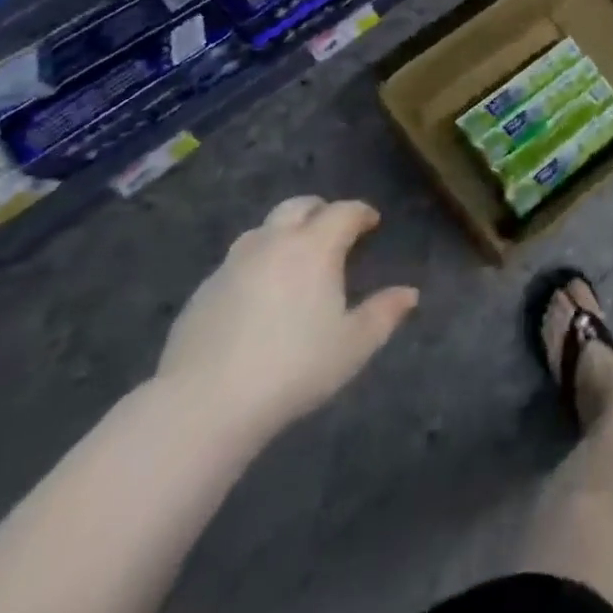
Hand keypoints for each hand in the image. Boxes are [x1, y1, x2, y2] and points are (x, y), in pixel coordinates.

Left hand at [157, 197, 418, 437]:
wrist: (204, 405)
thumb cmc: (293, 368)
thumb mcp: (353, 346)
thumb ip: (384, 314)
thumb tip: (410, 294)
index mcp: (315, 246)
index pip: (344, 211)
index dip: (361, 213)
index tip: (371, 223)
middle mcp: (274, 242)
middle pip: (298, 206)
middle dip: (320, 210)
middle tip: (332, 229)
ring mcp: (233, 264)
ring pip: (263, 230)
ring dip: (283, 233)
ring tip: (293, 258)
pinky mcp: (202, 292)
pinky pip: (236, 263)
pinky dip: (255, 264)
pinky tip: (256, 294)